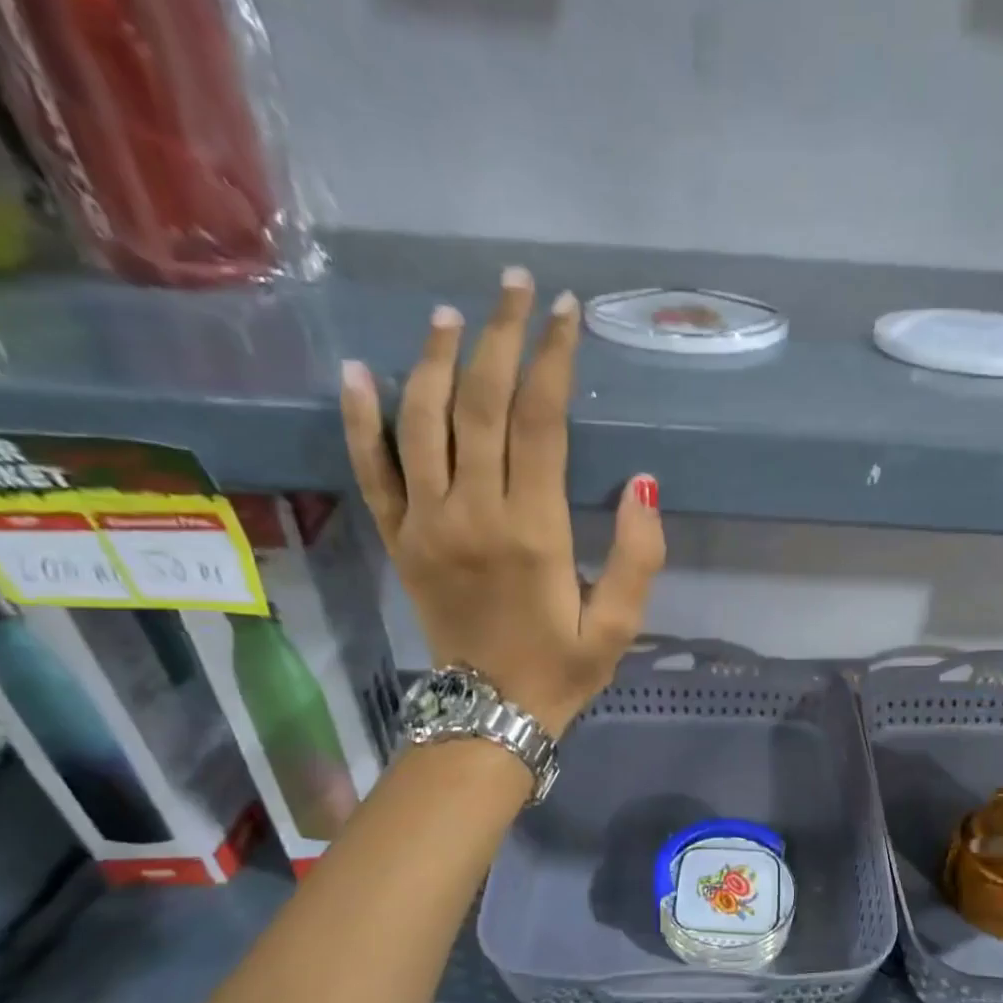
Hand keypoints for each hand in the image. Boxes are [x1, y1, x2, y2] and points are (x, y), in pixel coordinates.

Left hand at [339, 268, 664, 736]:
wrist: (488, 717)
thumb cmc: (562, 670)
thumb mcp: (619, 625)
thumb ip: (638, 556)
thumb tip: (643, 483)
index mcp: (532, 530)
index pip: (540, 421)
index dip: (553, 358)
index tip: (566, 312)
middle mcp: (472, 512)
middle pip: (480, 403)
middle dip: (501, 336)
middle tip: (517, 286)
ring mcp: (426, 524)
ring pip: (422, 421)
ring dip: (437, 361)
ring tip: (453, 315)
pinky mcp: (399, 541)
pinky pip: (371, 471)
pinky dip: (360, 420)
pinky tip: (359, 372)